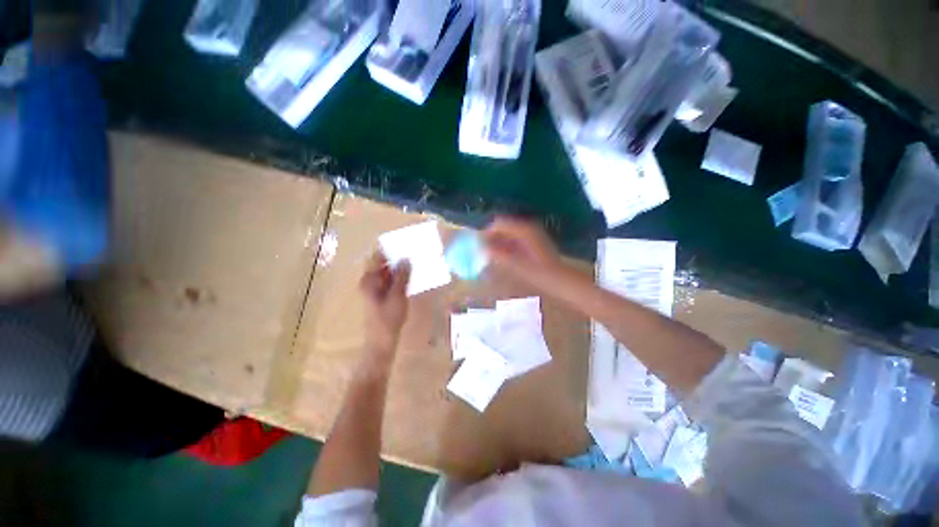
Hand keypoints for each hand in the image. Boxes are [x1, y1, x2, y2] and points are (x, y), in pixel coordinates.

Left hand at [360, 252, 409, 353]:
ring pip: (387, 272)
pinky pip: (390, 281)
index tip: (403, 244)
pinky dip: (399, 277)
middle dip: (396, 258)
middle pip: (382, 264)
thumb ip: (402, 276)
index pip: (377, 258)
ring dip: (398, 267)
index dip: (388, 250)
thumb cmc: (388, 318)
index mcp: (369, 280)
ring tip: (414, 261)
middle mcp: (370, 282)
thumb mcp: (397, 295)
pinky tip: (411, 276)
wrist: (382, 340)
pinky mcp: (381, 295)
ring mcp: (375, 289)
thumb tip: (406, 259)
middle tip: (412, 252)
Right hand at [482, 216, 564, 288]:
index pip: (500, 223)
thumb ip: (498, 254)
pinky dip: (506, 246)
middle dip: (492, 237)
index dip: (487, 232)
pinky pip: (514, 239)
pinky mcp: (532, 242)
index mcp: (524, 230)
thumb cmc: (539, 273)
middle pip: (504, 227)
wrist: (560, 280)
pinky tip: (501, 257)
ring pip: (508, 234)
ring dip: (498, 242)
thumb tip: (482, 247)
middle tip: (482, 251)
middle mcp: (528, 228)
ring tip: (489, 255)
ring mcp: (531, 234)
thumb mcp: (517, 264)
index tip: (478, 244)